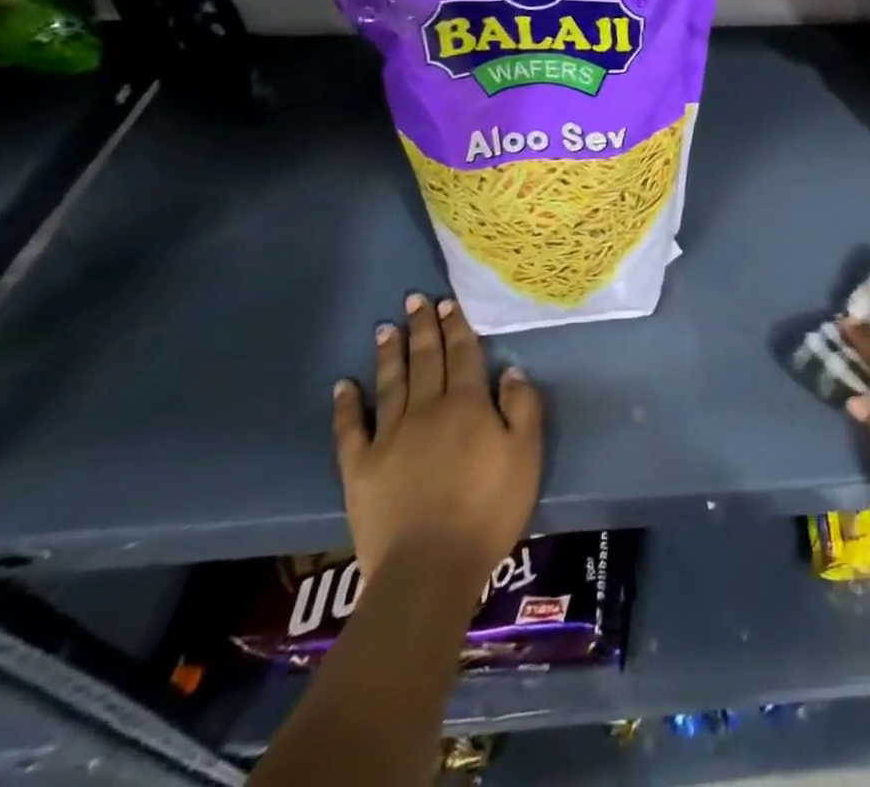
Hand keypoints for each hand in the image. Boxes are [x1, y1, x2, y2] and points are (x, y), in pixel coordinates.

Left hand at [333, 293, 543, 586]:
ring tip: (385, 328)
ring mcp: (389, 437)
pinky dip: (346, 405)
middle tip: (415, 300)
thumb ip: (523, 408)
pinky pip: (351, 429)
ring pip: (390, 384)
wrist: (429, 568)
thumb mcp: (526, 455)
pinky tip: (343, 385)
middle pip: (426, 360)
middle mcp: (427, 410)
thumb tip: (510, 370)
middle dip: (422, 328)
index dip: (457, 327)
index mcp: (467, 405)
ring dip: (389, 354)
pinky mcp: (360, 468)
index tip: (447, 303)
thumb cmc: (489, 509)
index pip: (463, 355)